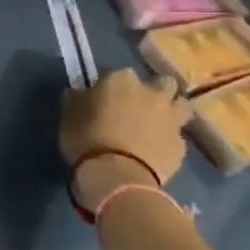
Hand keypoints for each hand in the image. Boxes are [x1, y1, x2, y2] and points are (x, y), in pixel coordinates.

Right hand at [59, 69, 190, 214]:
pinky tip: (156, 148)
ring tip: (156, 122)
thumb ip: (76, 99)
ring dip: (171, 109)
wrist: (118, 176)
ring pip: (181, 104)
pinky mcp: (180, 145)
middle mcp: (151, 92)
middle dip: (153, 89)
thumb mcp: (69, 116)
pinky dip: (168, 139)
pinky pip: (177, 136)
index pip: (115, 72)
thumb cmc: (87, 139)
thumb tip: (78, 93)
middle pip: (162, 82)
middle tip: (137, 104)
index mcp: (121, 80)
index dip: (109, 83)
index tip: (100, 96)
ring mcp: (171, 118)